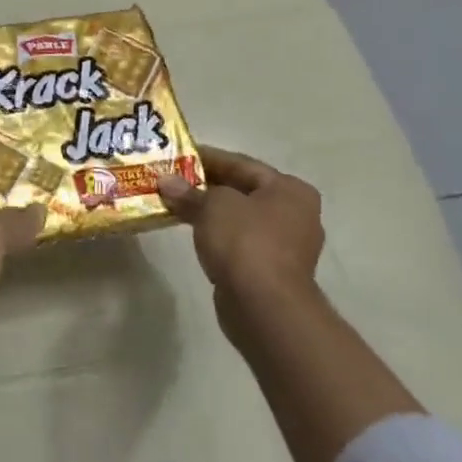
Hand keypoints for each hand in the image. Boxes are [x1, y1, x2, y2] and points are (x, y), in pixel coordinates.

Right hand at [158, 146, 324, 341]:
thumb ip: (188, 191)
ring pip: (239, 218)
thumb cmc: (245, 242)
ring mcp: (286, 245)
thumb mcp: (212, 206)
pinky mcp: (271, 271)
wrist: (264, 306)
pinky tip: (191, 231)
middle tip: (172, 179)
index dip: (207, 157)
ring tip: (174, 203)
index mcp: (290, 190)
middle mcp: (295, 214)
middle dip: (205, 185)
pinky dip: (216, 234)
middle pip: (242, 191)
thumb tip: (166, 182)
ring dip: (209, 211)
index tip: (177, 155)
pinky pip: (239, 242)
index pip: (242, 164)